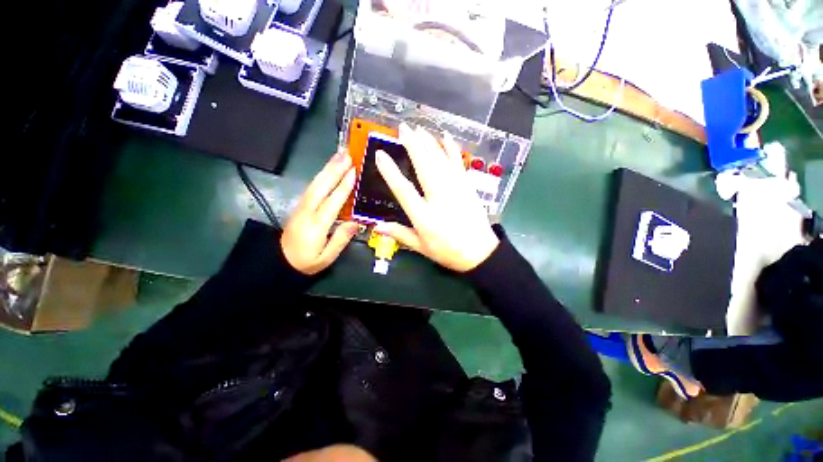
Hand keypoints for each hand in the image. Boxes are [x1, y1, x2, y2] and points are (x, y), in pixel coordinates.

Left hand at [282, 151, 359, 274]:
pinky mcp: (300, 206)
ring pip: (315, 184)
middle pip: (320, 187)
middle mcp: (307, 211)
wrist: (279, 261)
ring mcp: (301, 207)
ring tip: (339, 156)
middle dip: (334, 169)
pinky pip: (312, 187)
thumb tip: (355, 222)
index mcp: (316, 225)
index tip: (353, 171)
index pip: (332, 202)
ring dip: (327, 168)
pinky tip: (328, 169)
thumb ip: (340, 240)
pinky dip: (321, 176)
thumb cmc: (306, 262)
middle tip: (347, 154)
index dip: (343, 186)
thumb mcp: (326, 258)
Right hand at [374, 124, 498, 271]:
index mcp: (423, 215)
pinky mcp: (467, 186)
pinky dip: (451, 148)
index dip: (390, 171)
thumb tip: (377, 227)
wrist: (479, 252)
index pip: (403, 189)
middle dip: (412, 145)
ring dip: (428, 142)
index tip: (380, 154)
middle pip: (423, 166)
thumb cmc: (448, 251)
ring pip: (440, 160)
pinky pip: (458, 163)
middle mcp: (438, 197)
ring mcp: (455, 189)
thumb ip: (399, 234)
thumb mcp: (421, 247)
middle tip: (403, 128)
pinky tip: (446, 137)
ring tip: (419, 129)